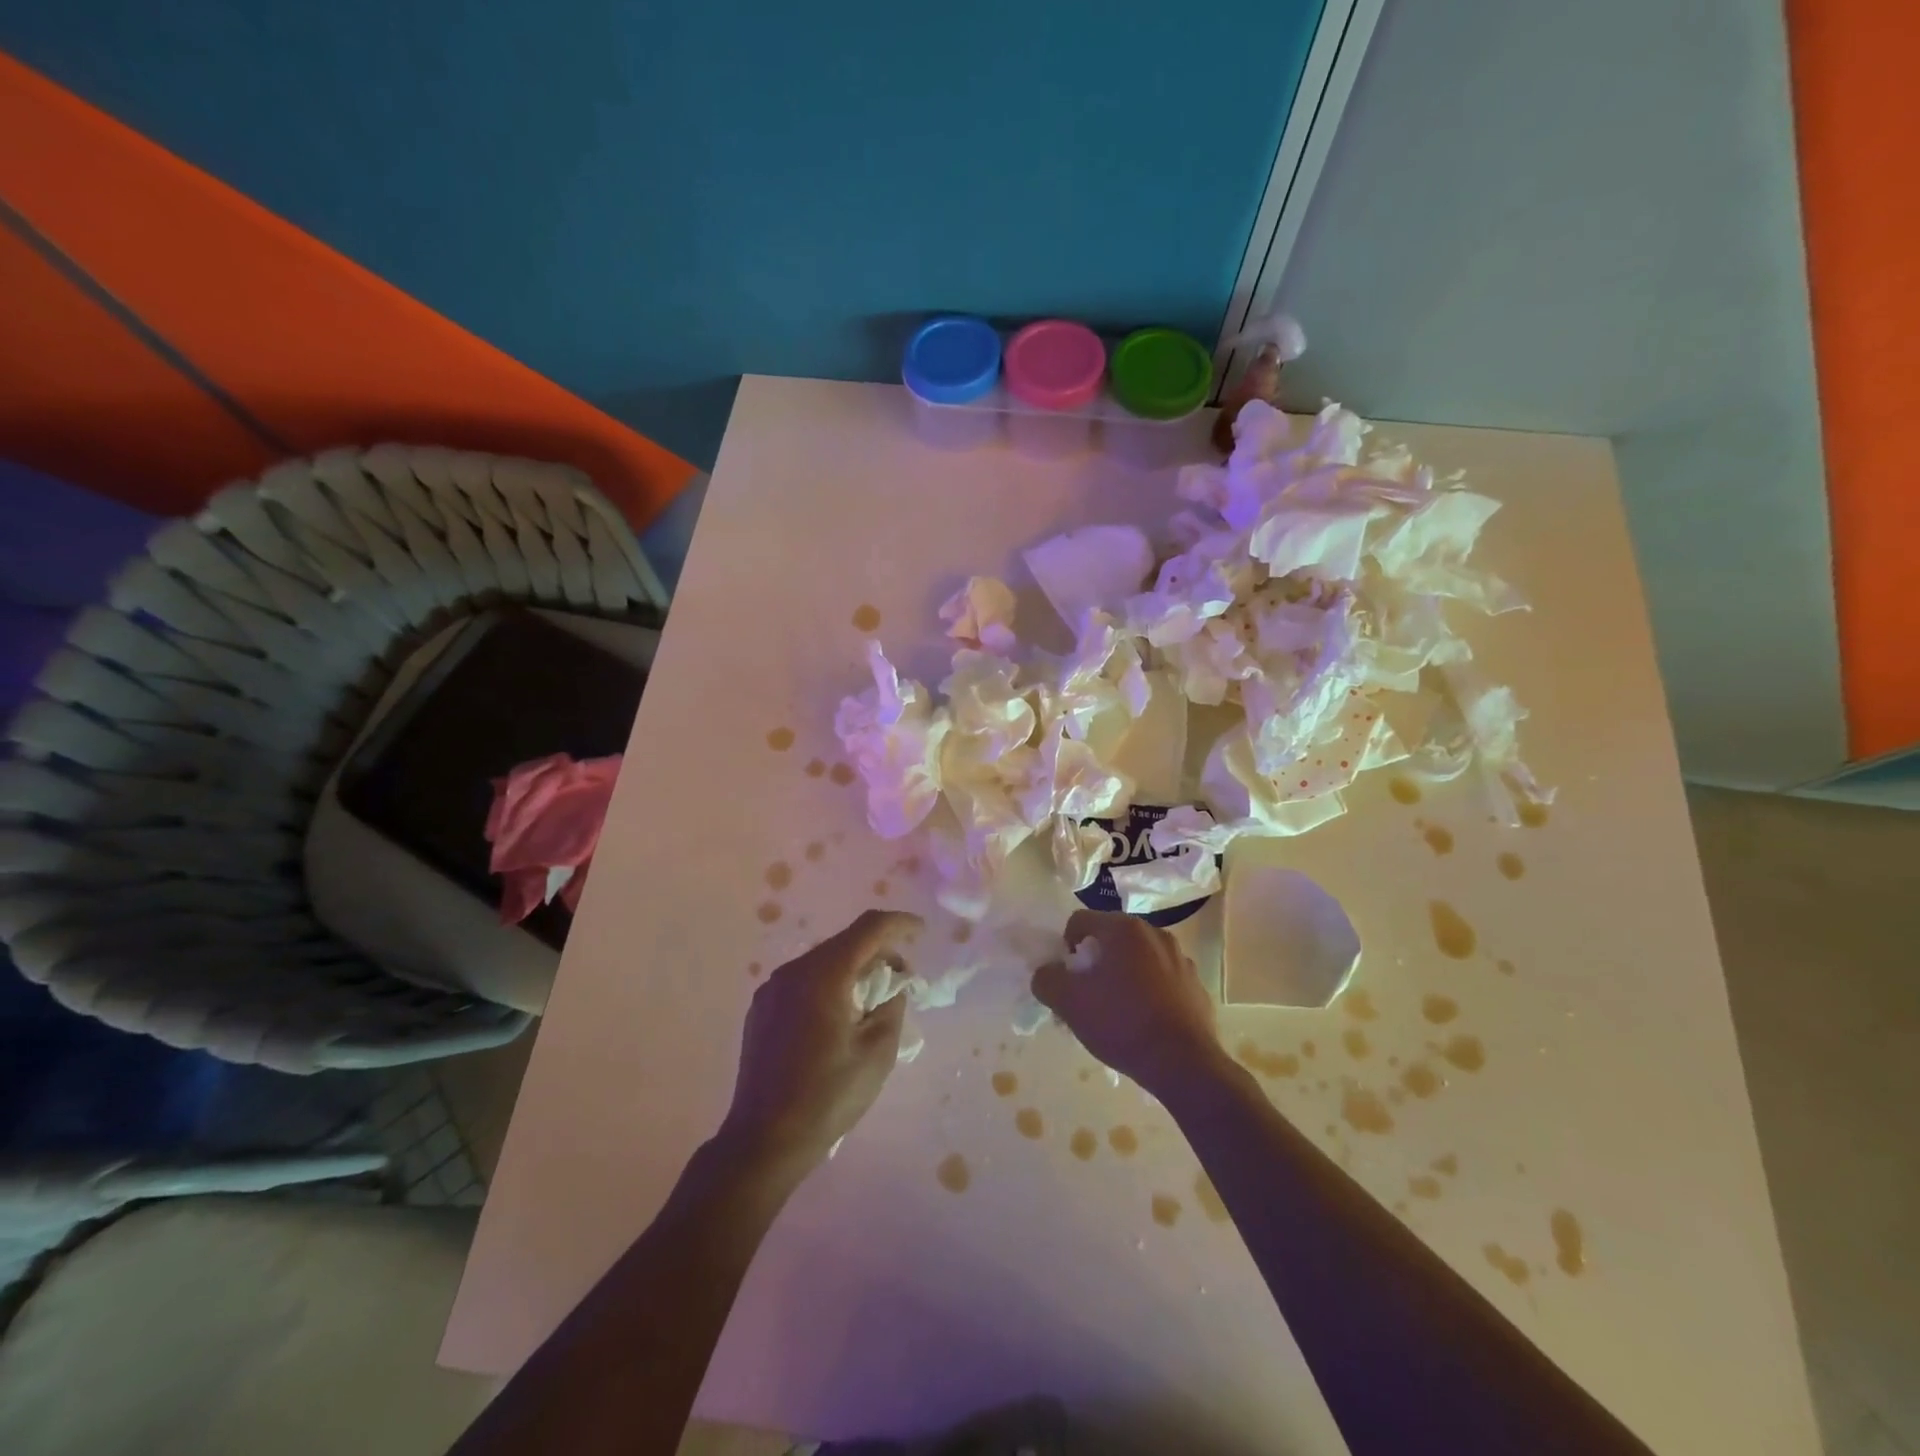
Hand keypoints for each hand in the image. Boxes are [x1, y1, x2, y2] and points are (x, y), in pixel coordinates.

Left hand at [720, 908, 922, 1171]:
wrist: (764, 1140)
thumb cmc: (828, 1096)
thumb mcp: (877, 1052)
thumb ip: (892, 1005)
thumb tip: (892, 985)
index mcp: (824, 974)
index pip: (869, 928)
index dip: (899, 923)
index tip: (922, 932)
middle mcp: (794, 970)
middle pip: (845, 942)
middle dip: (878, 952)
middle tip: (902, 979)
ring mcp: (772, 989)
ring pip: (823, 961)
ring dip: (853, 969)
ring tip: (872, 1001)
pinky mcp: (761, 1009)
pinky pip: (804, 981)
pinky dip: (829, 984)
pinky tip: (839, 1016)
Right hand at [1032, 909, 1227, 1097]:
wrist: (1184, 1063)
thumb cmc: (1122, 1023)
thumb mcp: (1069, 1003)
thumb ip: (1047, 979)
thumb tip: (1047, 973)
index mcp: (1124, 929)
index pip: (1080, 921)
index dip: (1066, 947)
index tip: (1069, 978)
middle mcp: (1155, 933)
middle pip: (1111, 939)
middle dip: (1096, 962)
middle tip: (1089, 996)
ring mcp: (1181, 958)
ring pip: (1139, 959)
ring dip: (1123, 975)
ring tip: (1118, 1013)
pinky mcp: (1196, 985)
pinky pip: (1162, 979)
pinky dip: (1149, 991)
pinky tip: (1145, 1022)